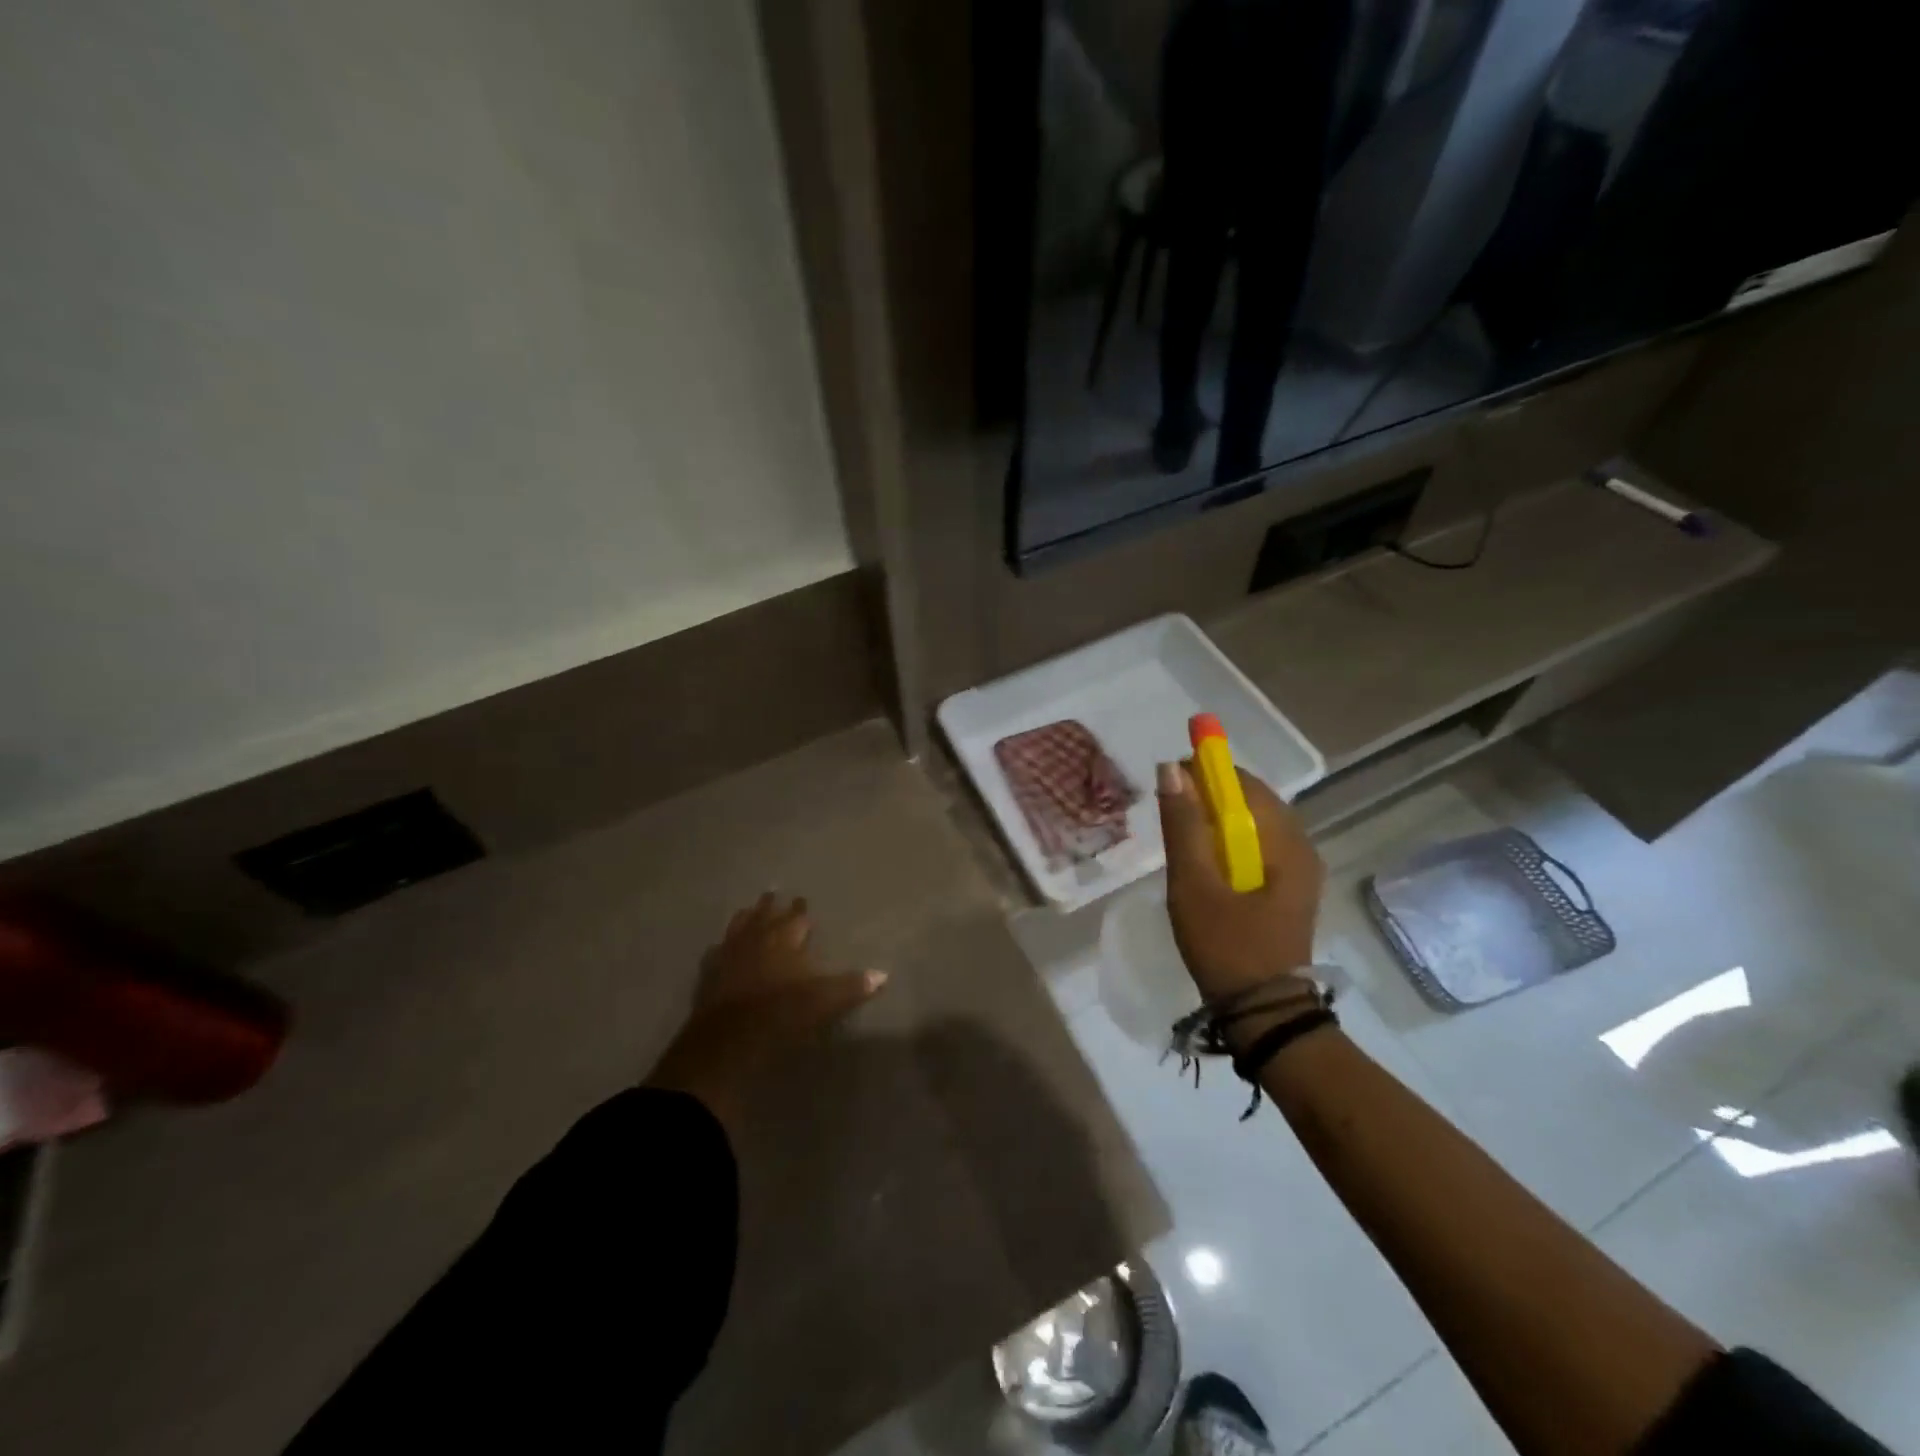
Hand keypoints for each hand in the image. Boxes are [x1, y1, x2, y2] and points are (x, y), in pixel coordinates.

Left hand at [646, 894, 885, 1135]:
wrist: (728, 1039)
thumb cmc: (781, 1014)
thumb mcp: (824, 1001)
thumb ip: (852, 986)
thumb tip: (883, 974)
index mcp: (785, 940)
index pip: (796, 919)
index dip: (800, 911)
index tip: (802, 899)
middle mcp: (757, 940)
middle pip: (765, 916)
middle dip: (771, 905)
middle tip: (773, 892)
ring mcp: (729, 955)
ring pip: (738, 928)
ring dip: (745, 918)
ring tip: (747, 908)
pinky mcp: (709, 976)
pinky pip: (715, 953)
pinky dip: (721, 947)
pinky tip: (718, 947)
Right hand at [1156, 760, 1323, 1003]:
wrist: (1264, 1016)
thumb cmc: (1227, 947)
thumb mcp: (1194, 885)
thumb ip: (1183, 825)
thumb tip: (1172, 769)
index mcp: (1285, 842)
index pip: (1244, 782)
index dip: (1205, 771)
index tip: (1169, 782)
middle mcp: (1300, 847)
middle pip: (1251, 801)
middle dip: (1209, 797)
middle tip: (1170, 815)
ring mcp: (1299, 871)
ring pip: (1252, 825)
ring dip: (1216, 822)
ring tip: (1182, 840)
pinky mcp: (1289, 890)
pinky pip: (1256, 848)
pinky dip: (1227, 844)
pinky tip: (1205, 866)